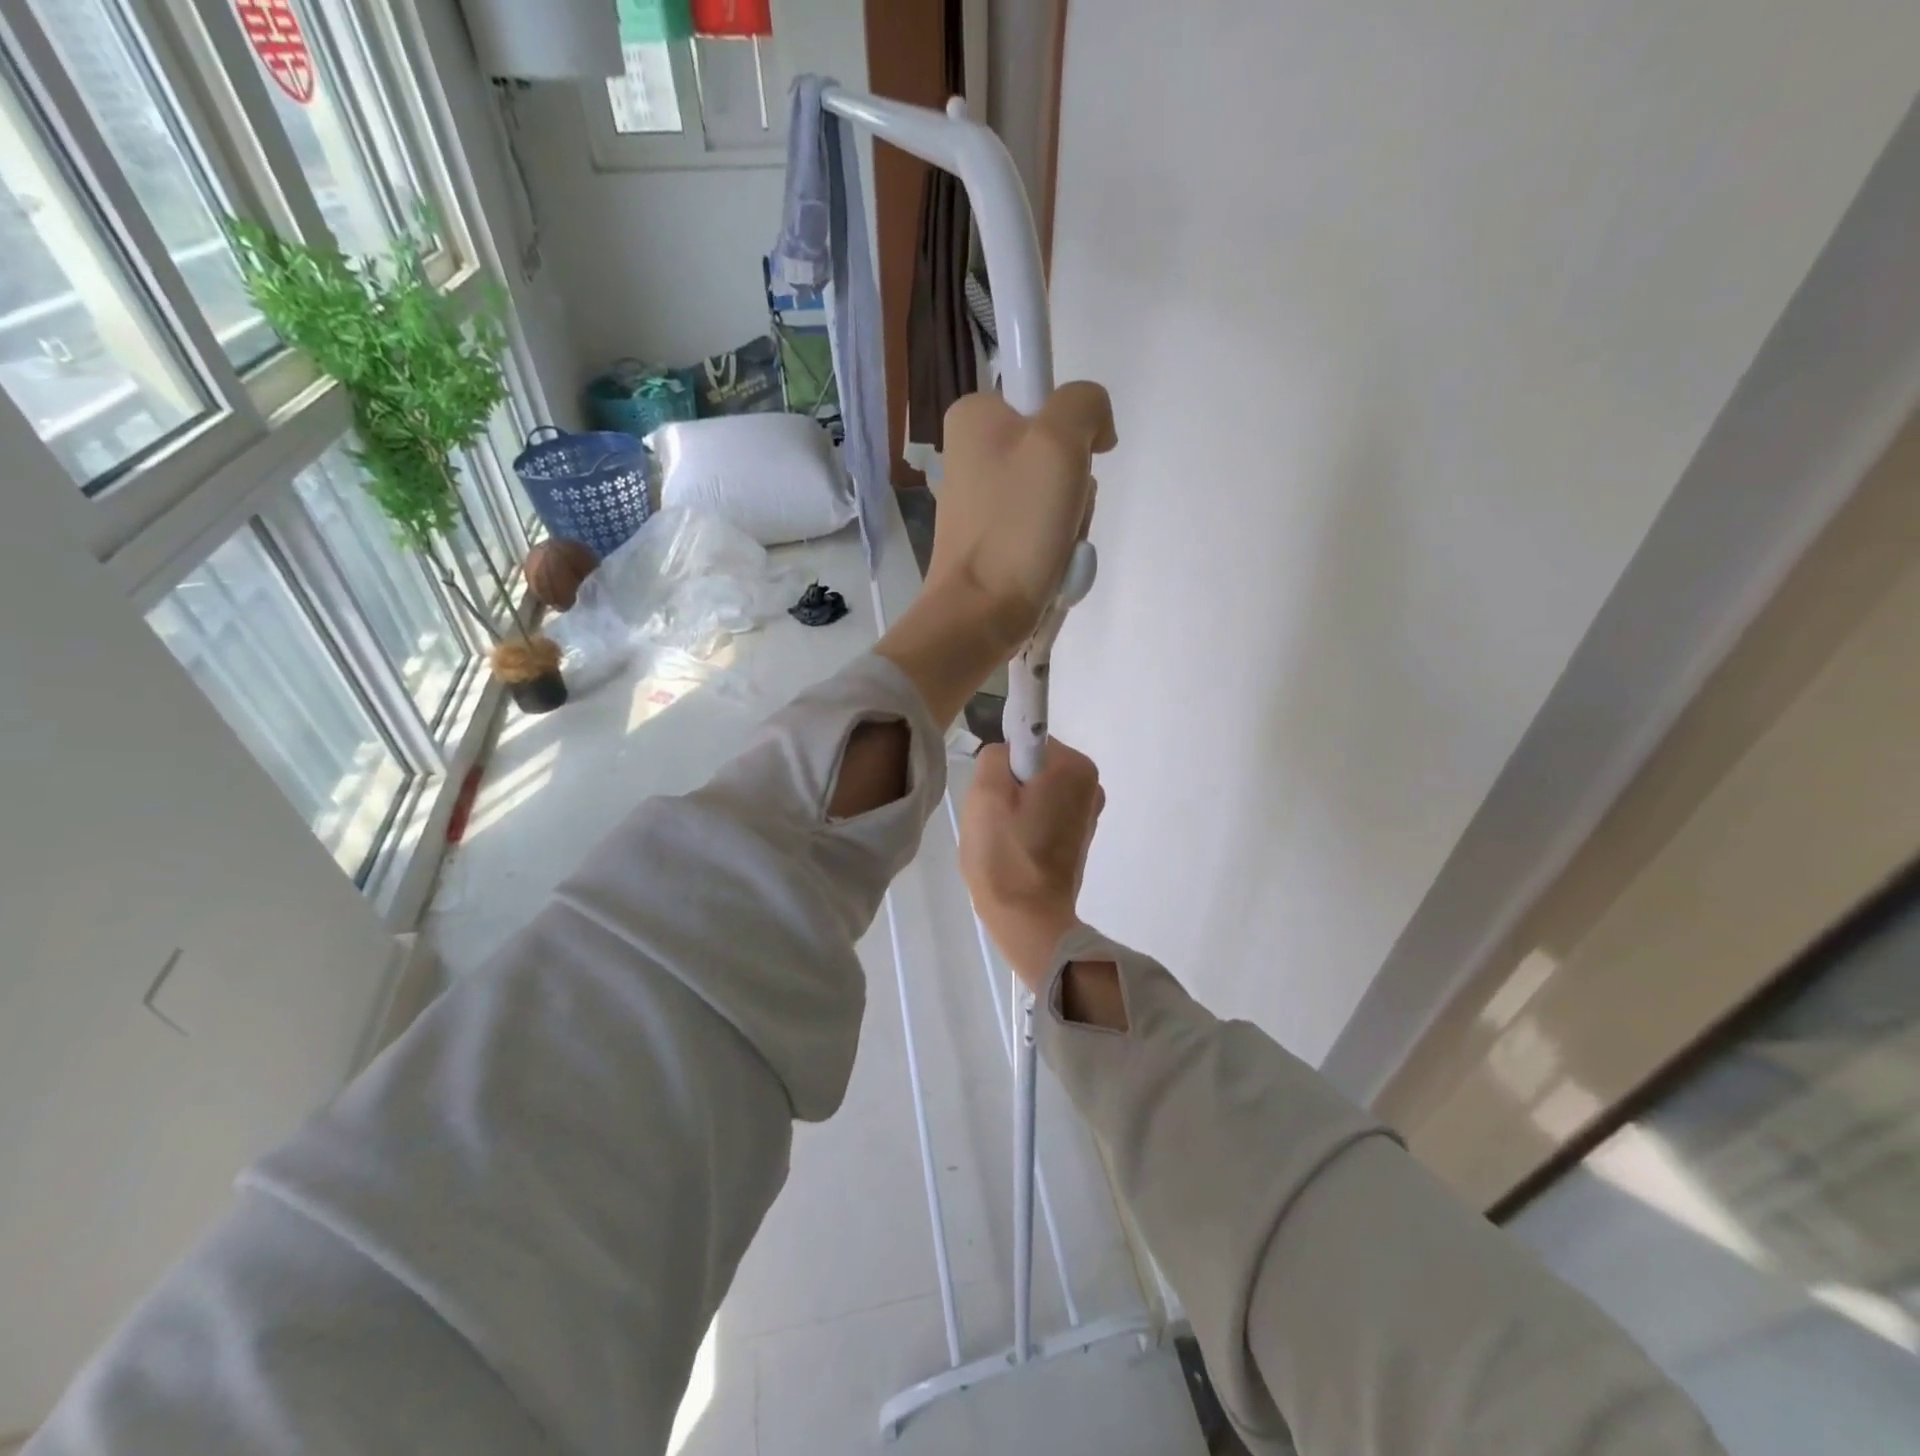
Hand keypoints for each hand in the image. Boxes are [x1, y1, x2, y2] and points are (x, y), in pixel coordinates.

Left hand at [930, 383, 1115, 651]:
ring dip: (1071, 522)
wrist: (981, 613)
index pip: (1049, 396)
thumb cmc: (1015, 524)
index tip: (1073, 464)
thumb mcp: (1058, 440)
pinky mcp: (993, 539)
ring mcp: (983, 500)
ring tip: (1056, 547)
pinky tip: (1049, 565)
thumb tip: (1096, 429)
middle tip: (1064, 514)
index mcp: (975, 416)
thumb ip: (1084, 404)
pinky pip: (1044, 529)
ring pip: (1057, 494)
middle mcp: (973, 452)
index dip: (1075, 430)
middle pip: (1058, 450)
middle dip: (1075, 488)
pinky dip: (1056, 547)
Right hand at [959, 738, 1105, 991]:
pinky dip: (1027, 825)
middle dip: (1007, 787)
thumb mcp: (984, 792)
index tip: (994, 796)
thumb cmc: (1005, 855)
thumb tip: (1006, 756)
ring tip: (1003, 839)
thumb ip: (994, 754)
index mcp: (1074, 767)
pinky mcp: (1079, 836)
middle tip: (993, 819)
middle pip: (1031, 766)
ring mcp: (1088, 813)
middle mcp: (1091, 784)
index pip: (1025, 740)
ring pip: (1034, 791)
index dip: (1002, 766)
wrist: (1028, 920)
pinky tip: (1015, 850)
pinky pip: (1043, 813)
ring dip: (1014, 808)